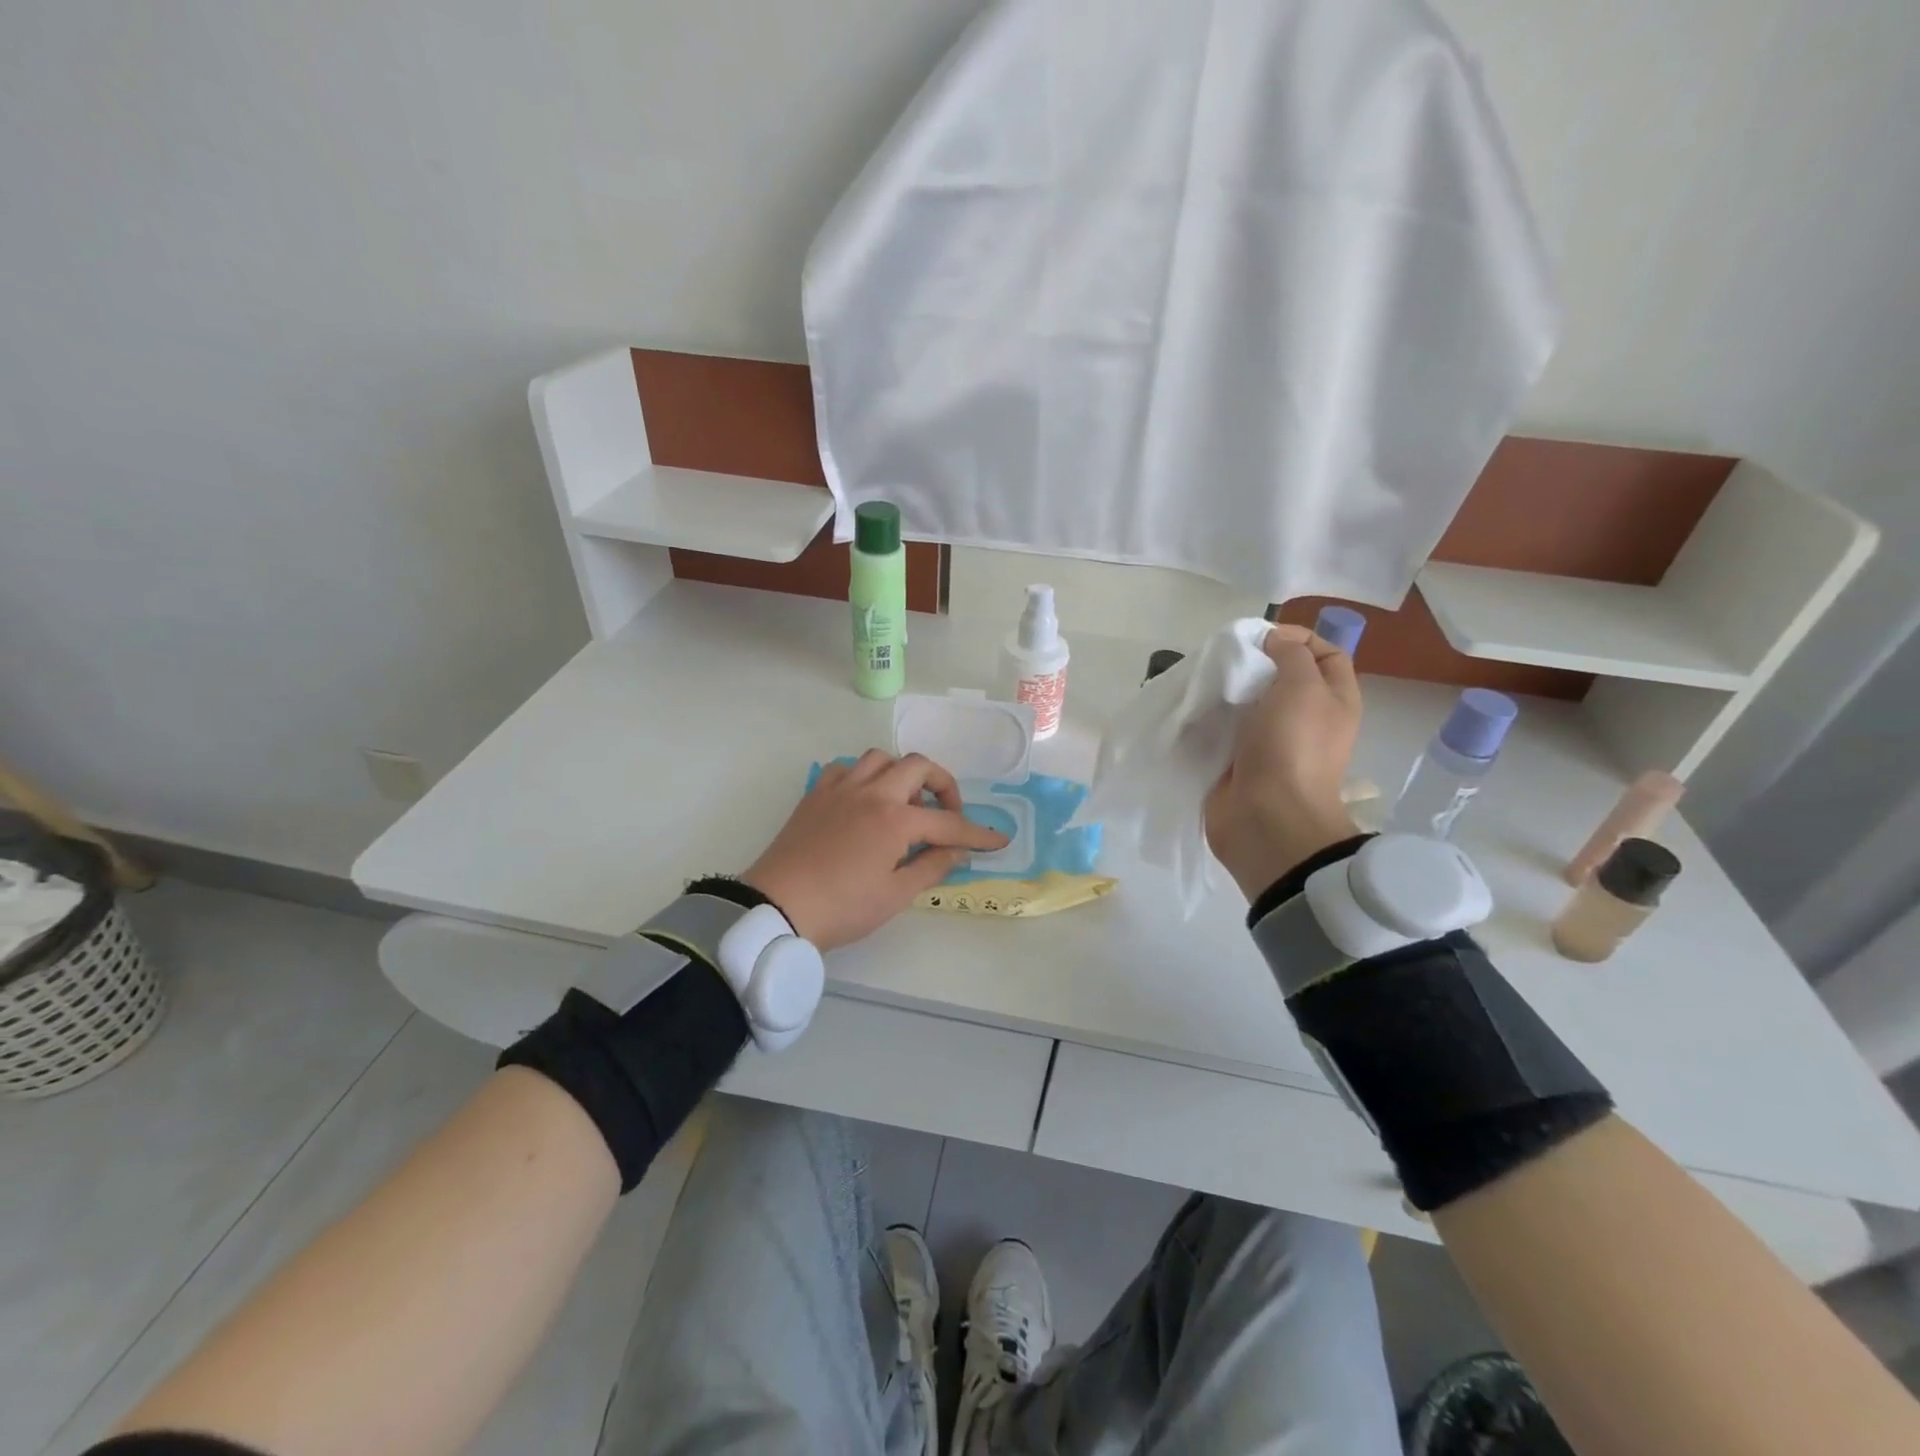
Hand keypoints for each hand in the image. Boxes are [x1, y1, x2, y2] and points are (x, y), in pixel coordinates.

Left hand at [744, 750, 1008, 950]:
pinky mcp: (816, 795)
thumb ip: (932, 866)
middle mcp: (872, 792)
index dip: (977, 833)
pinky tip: (864, 800)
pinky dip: (862, 777)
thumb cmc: (842, 908)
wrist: (777, 907)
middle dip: (943, 785)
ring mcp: (840, 789)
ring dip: (901, 774)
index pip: (948, 822)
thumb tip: (957, 850)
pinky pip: (845, 769)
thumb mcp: (895, 895)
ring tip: (905, 803)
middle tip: (948, 814)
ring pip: (880, 758)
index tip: (998, 840)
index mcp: (895, 819)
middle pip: (918, 766)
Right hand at [1205, 624, 1362, 899]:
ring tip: (1204, 681)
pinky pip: (1224, 730)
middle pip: (1281, 677)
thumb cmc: (1292, 746)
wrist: (1267, 817)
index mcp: (1334, 700)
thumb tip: (1273, 644)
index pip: (1325, 653)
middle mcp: (1306, 719)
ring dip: (1227, 691)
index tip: (1260, 638)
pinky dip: (1210, 718)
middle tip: (1225, 659)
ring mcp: (1271, 743)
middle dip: (1253, 663)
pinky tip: (1193, 709)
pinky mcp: (1239, 761)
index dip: (1297, 637)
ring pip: (1249, 703)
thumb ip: (1291, 654)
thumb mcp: (1303, 686)